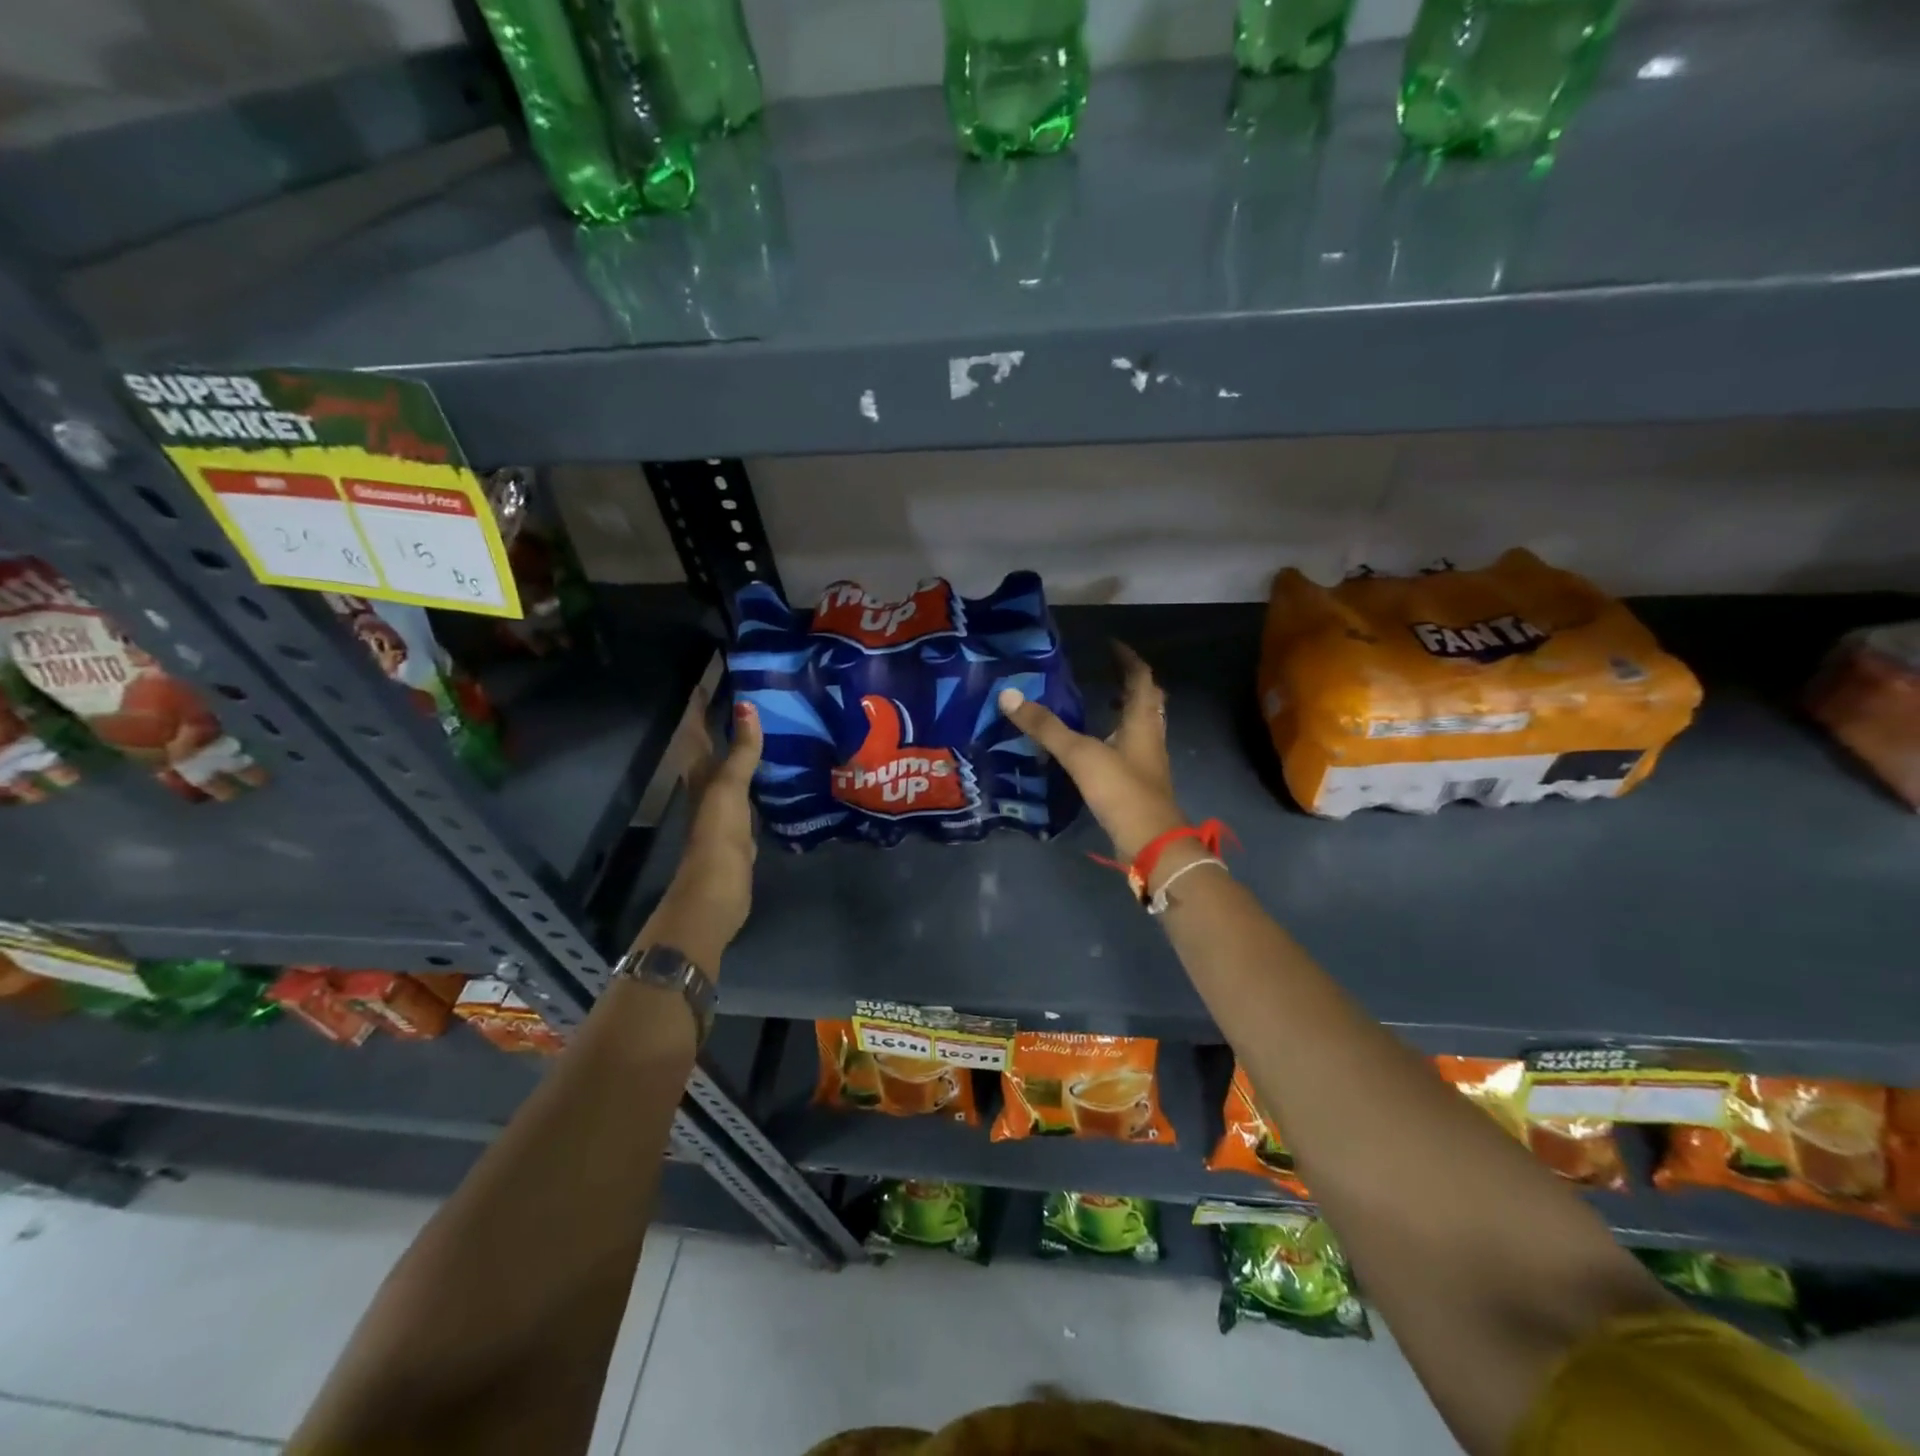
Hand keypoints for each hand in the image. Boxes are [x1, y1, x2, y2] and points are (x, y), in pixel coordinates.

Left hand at [652, 700, 761, 971]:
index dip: (700, 705)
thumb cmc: (718, 836)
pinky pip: (749, 789)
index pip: (696, 730)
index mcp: (700, 774)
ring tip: (769, 722)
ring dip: (742, 746)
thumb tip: (747, 705)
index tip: (712, 676)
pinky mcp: (741, 825)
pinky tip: (778, 768)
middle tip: (750, 693)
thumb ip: (740, 751)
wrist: (717, 892)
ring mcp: (724, 807)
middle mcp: (708, 785)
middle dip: (723, 721)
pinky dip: (758, 774)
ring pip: (731, 767)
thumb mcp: (729, 789)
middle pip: (711, 746)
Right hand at [997, 642, 1186, 861]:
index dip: (1128, 659)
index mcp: (1141, 721)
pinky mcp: (1140, 783)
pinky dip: (1118, 737)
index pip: (1141, 678)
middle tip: (1108, 671)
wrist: (1150, 843)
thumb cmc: (1121, 790)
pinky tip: (1097, 746)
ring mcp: (1148, 761)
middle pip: (1148, 701)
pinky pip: (1131, 748)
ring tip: (1102, 702)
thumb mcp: (1080, 754)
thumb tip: (1008, 696)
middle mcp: (1150, 736)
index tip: (1111, 645)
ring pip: (1141, 725)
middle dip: (1131, 683)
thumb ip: (1046, 727)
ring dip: (1126, 710)